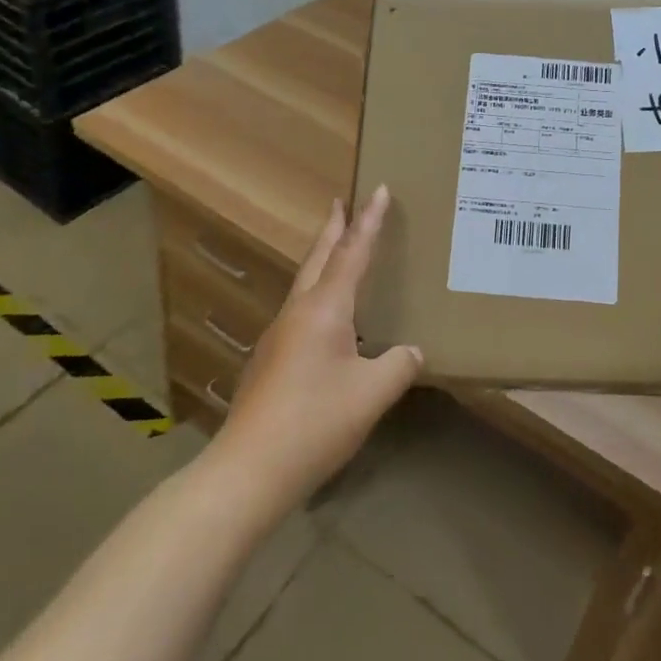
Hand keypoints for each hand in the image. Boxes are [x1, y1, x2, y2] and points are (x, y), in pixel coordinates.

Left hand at [213, 185, 421, 515]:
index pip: (352, 253)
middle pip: (318, 258)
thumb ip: (398, 366)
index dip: (369, 221)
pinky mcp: (269, 362)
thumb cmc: (315, 422)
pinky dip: (317, 295)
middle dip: (333, 229)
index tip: (378, 189)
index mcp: (325, 308)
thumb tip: (411, 351)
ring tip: (337, 250)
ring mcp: (278, 337)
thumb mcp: (372, 393)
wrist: (248, 471)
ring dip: (322, 260)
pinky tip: (327, 320)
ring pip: (305, 284)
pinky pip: (300, 312)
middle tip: (341, 202)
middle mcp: (298, 312)